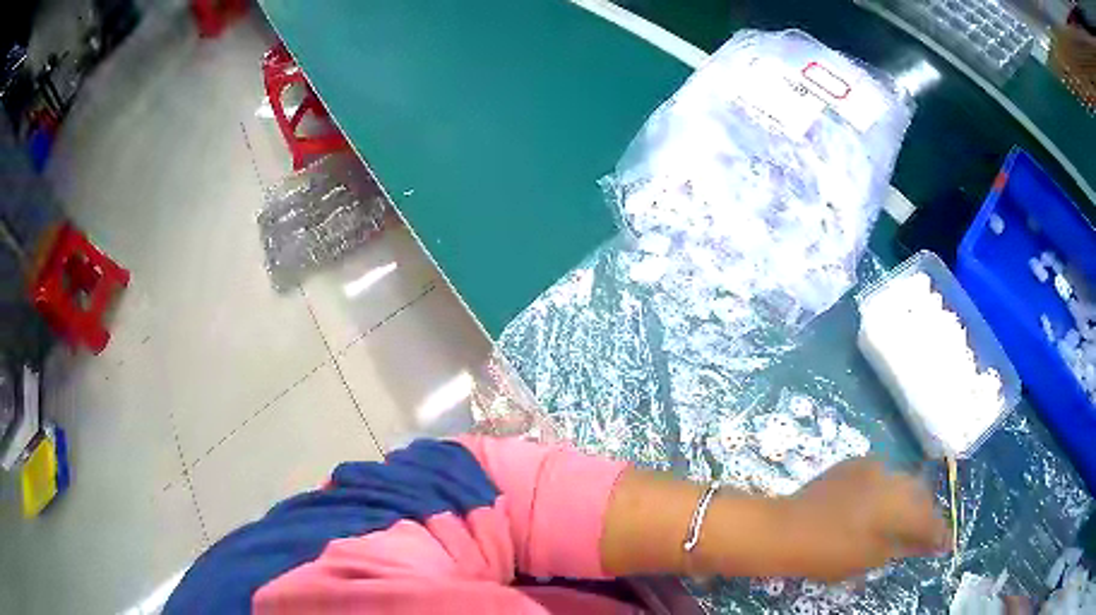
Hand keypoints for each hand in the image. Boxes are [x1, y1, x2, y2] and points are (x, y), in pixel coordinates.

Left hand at [771, 457, 949, 581]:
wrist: (787, 529)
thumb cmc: (830, 552)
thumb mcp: (872, 557)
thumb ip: (904, 545)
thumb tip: (925, 542)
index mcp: (901, 505)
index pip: (930, 520)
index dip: (940, 534)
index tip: (946, 545)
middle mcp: (894, 478)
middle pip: (921, 496)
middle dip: (927, 515)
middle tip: (927, 534)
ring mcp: (875, 466)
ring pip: (904, 482)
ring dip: (909, 500)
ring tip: (906, 519)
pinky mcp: (856, 462)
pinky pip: (883, 474)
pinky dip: (889, 490)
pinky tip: (881, 503)